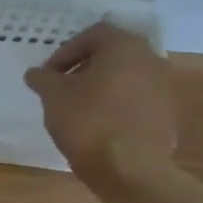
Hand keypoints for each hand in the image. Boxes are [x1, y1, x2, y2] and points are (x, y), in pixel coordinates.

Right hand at [24, 21, 178, 186]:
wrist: (129, 168)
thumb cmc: (87, 120)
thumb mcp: (52, 95)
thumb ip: (42, 78)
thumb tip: (37, 74)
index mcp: (124, 48)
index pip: (93, 34)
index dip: (66, 51)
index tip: (49, 74)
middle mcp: (151, 61)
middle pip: (112, 54)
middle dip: (83, 67)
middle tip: (60, 87)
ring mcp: (163, 89)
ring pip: (125, 77)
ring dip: (100, 86)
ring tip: (76, 108)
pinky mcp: (166, 115)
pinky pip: (135, 100)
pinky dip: (115, 105)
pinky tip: (96, 126)